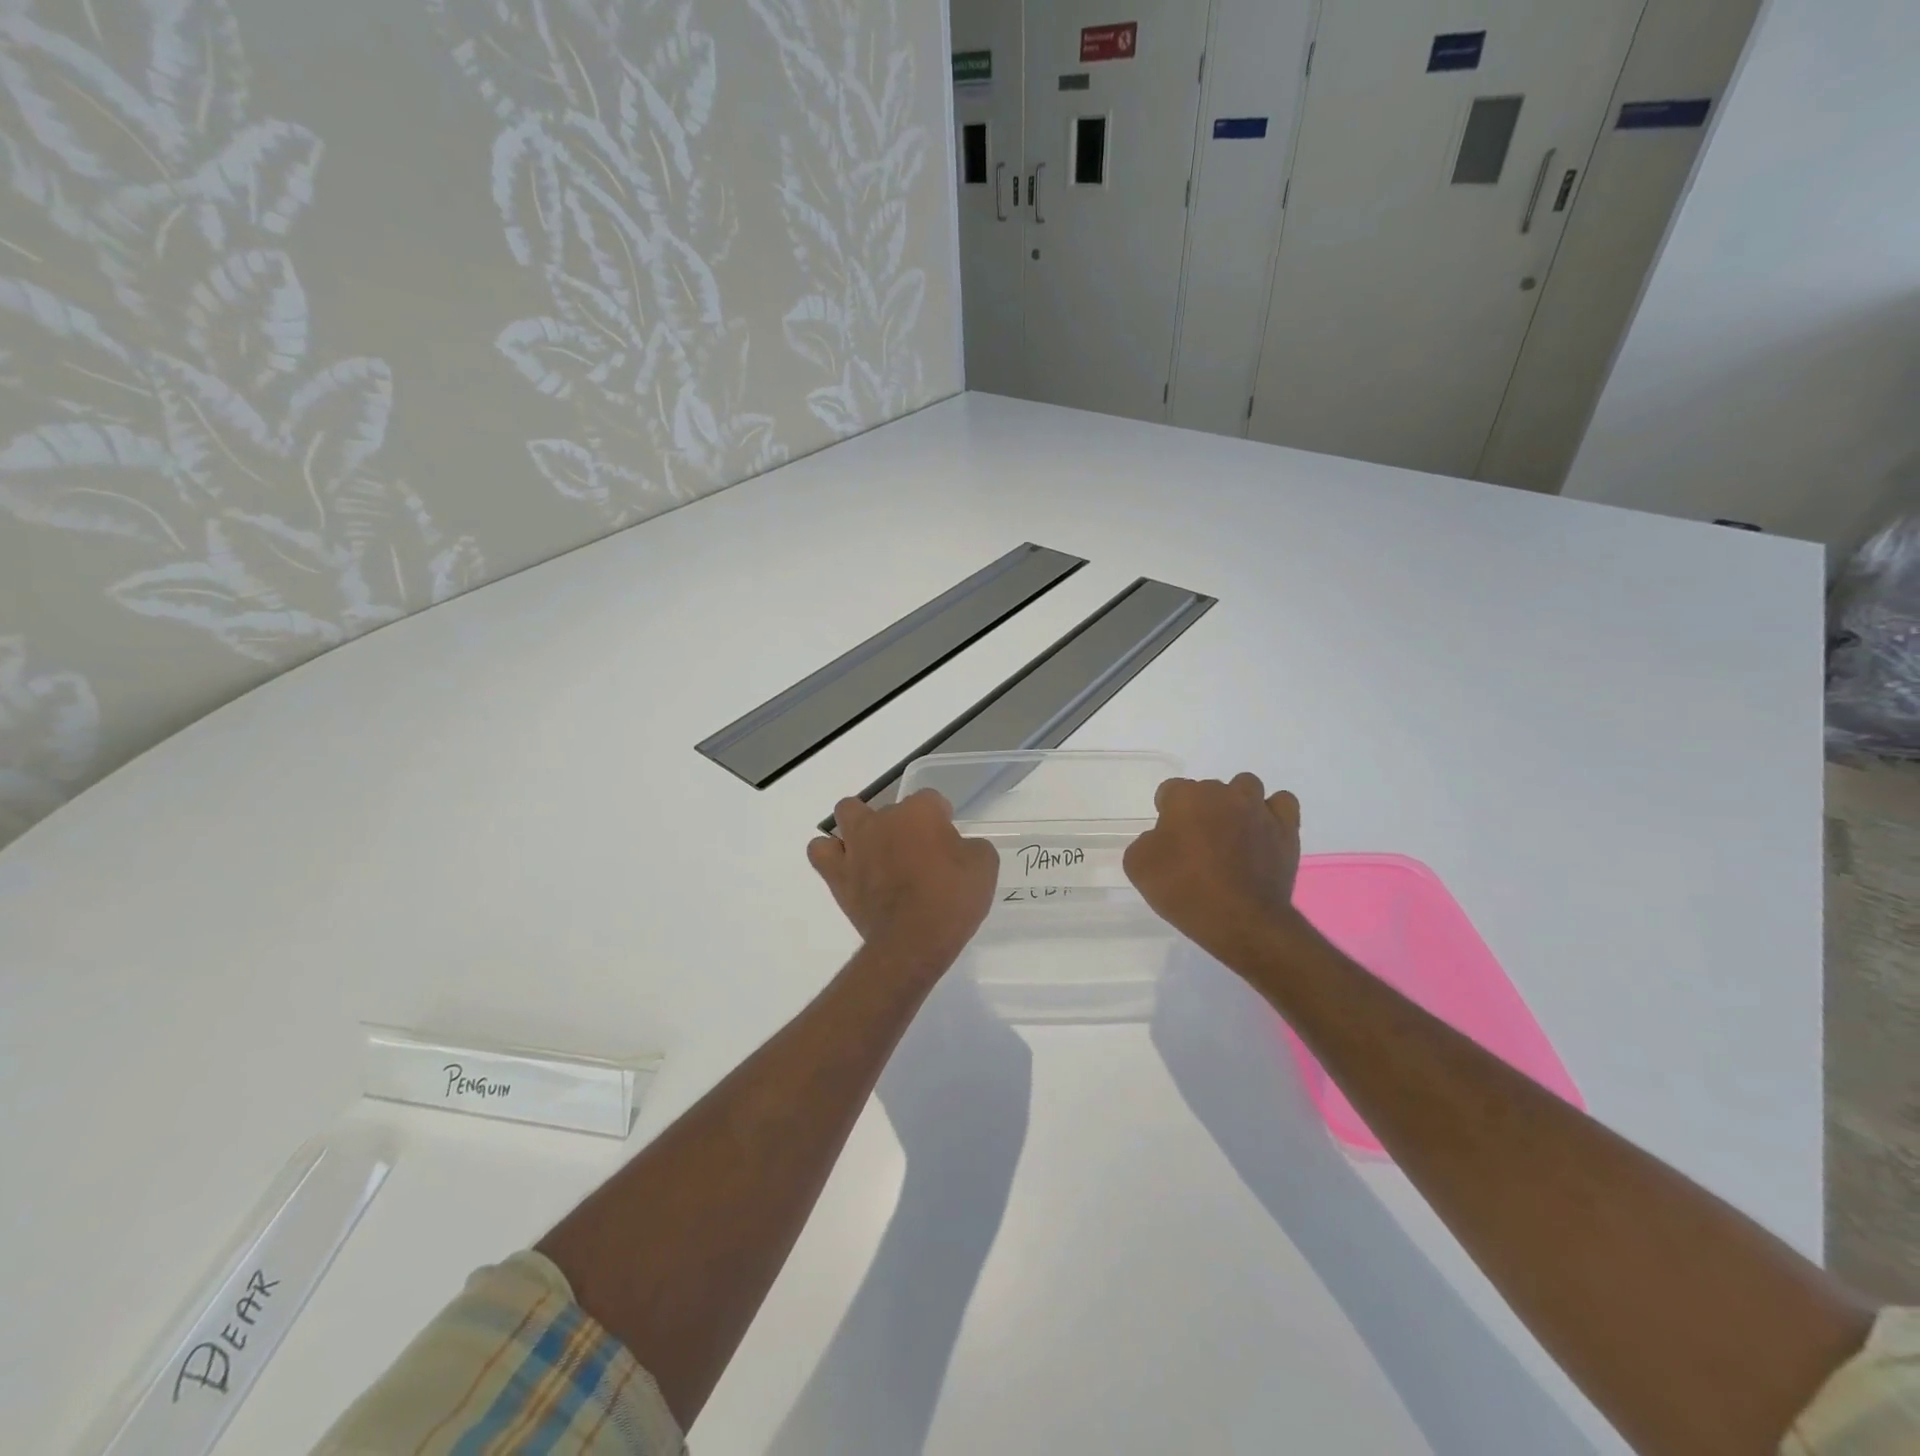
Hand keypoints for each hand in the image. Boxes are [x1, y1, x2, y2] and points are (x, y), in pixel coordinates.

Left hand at [809, 790, 998, 973]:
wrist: (914, 942)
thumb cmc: (952, 900)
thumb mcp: (984, 866)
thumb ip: (971, 847)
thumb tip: (958, 848)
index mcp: (920, 811)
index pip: (932, 799)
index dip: (941, 818)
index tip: (948, 842)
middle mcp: (883, 819)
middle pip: (891, 806)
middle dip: (903, 824)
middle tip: (917, 853)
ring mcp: (856, 844)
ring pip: (848, 812)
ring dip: (860, 825)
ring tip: (875, 849)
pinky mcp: (837, 873)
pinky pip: (821, 850)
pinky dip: (832, 854)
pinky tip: (848, 866)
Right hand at [1123, 773, 1306, 969]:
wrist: (1240, 921)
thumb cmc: (1184, 890)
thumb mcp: (1138, 867)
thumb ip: (1145, 842)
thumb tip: (1161, 839)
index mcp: (1186, 797)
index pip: (1170, 790)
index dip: (1166, 813)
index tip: (1167, 839)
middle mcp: (1223, 794)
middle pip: (1207, 789)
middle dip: (1201, 810)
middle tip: (1197, 844)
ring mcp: (1258, 809)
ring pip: (1245, 787)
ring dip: (1236, 804)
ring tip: (1232, 833)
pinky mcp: (1286, 829)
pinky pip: (1282, 803)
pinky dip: (1272, 812)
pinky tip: (1263, 831)